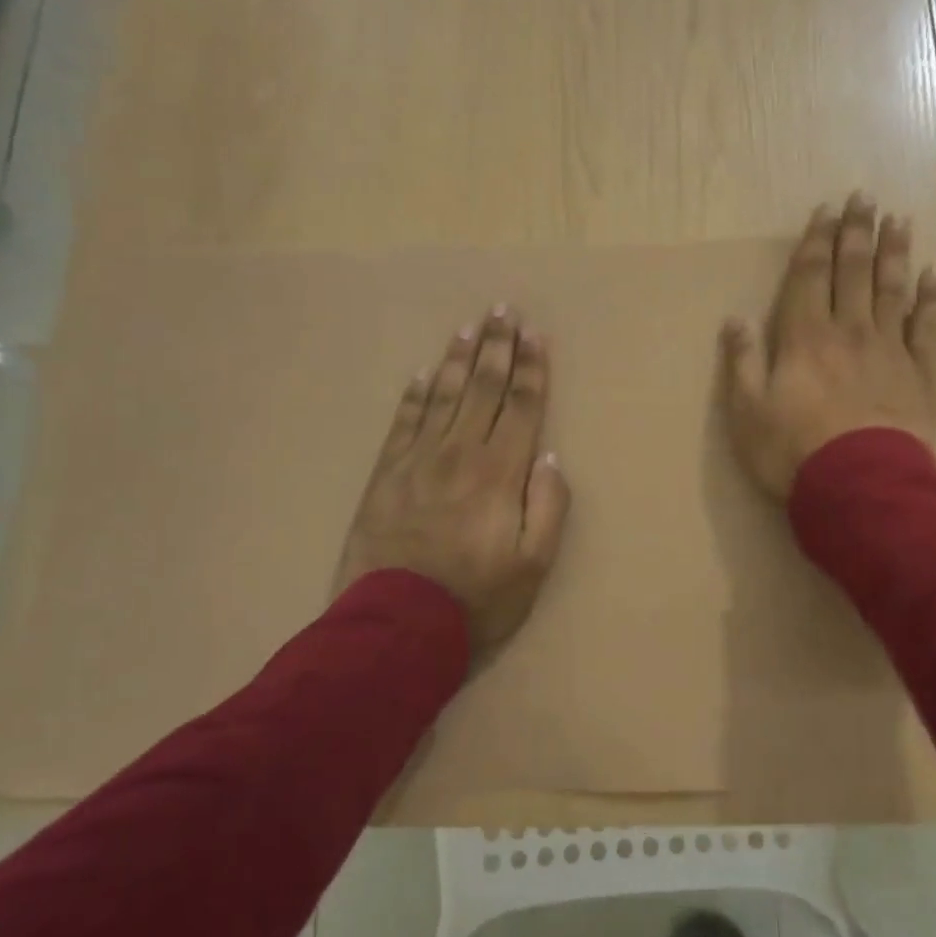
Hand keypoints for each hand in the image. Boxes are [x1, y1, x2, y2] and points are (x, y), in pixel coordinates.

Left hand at [334, 306, 570, 650]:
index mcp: (500, 472)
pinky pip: (403, 422)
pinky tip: (423, 374)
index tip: (536, 334)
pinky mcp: (386, 474)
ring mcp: (418, 460)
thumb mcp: (534, 565)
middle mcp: (460, 453)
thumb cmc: (477, 599)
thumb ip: (549, 506)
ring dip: (459, 359)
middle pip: (484, 389)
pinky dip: (415, 395)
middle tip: (503, 310)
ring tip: (469, 328)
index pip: (521, 406)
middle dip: (498, 347)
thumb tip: (548, 456)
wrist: (396, 626)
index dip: (531, 368)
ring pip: (444, 396)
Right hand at [720, 194, 935, 498]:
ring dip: (894, 253)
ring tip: (899, 221)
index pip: (810, 277)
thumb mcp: (747, 412)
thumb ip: (742, 363)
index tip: (826, 210)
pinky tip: (935, 276)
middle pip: (853, 272)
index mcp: (804, 338)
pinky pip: (928, 327)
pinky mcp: (920, 374)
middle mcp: (848, 331)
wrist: (860, 485)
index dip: (816, 241)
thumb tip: (735, 319)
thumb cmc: (793, 451)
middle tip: (865, 198)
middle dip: (856, 233)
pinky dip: (932, 299)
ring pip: (892, 289)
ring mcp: (889, 350)